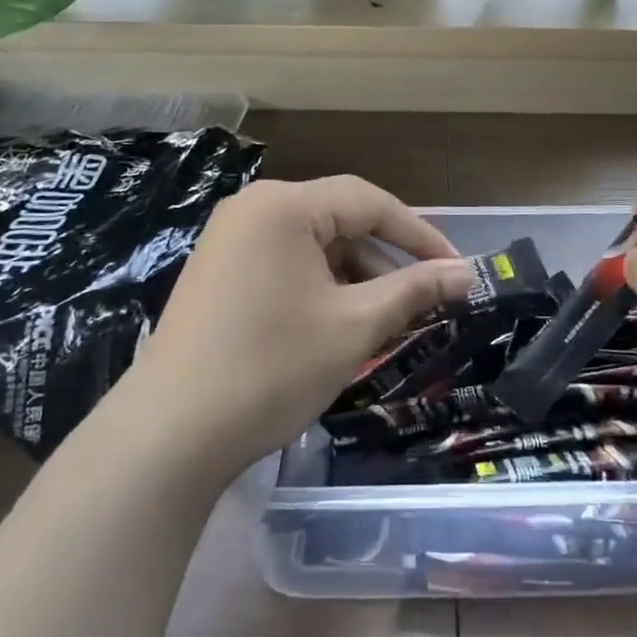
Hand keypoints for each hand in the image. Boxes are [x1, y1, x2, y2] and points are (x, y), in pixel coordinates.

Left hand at [125, 176, 473, 472]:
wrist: (169, 434)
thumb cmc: (271, 369)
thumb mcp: (354, 326)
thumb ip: (414, 290)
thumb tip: (467, 273)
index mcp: (283, 205)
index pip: (369, 202)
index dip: (419, 234)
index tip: (457, 268)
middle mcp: (253, 208)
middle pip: (339, 220)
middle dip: (385, 260)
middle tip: (425, 298)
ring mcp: (229, 238)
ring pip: (313, 244)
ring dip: (354, 276)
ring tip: (385, 319)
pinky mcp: (218, 270)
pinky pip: (285, 262)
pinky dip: (320, 285)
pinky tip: (339, 323)